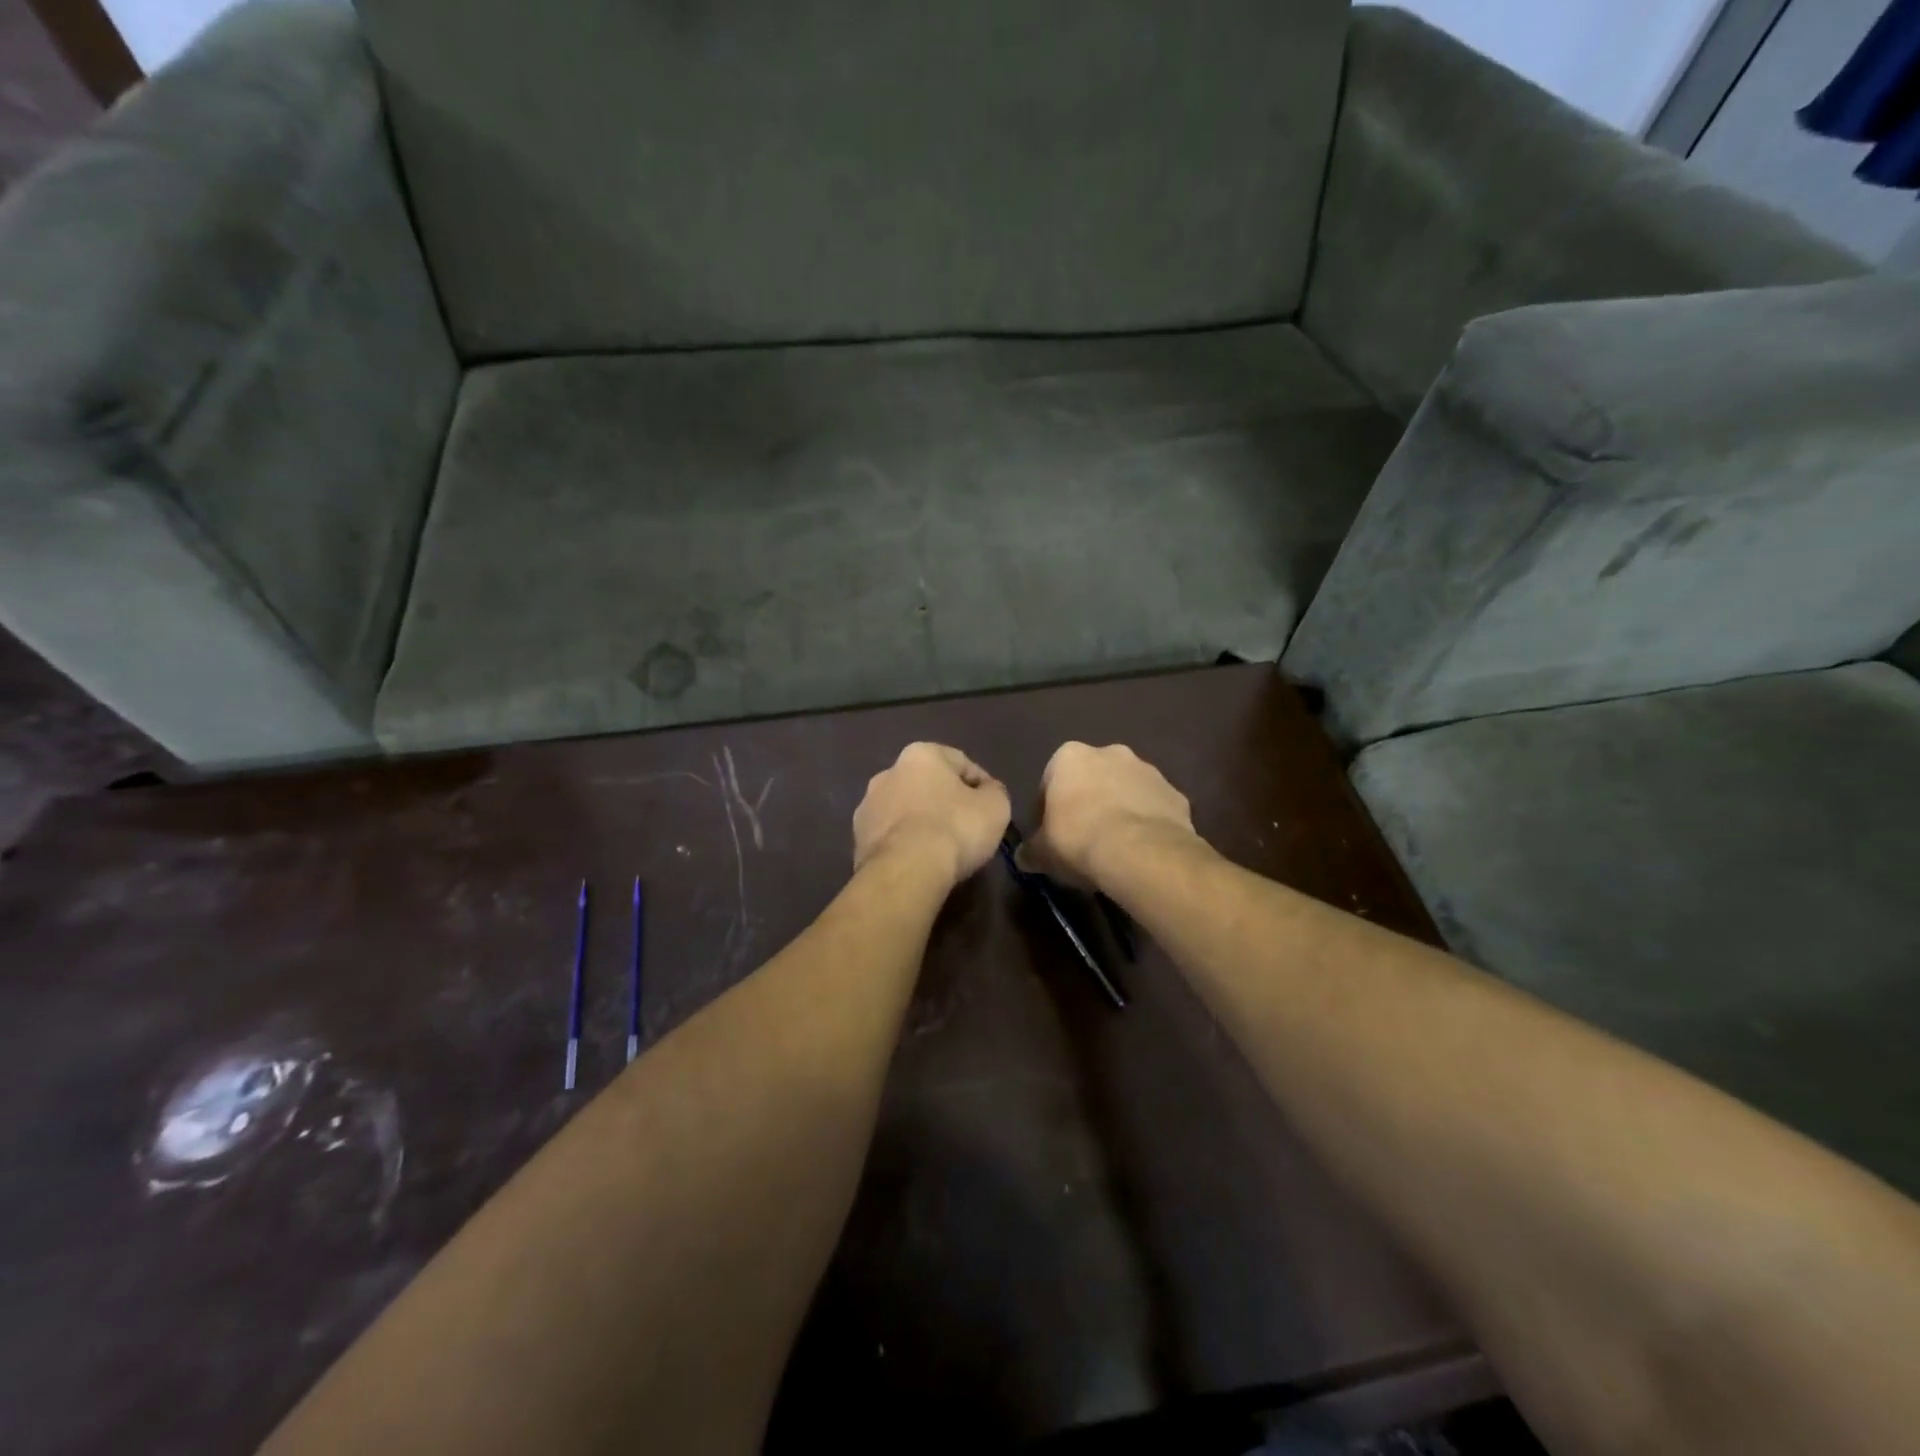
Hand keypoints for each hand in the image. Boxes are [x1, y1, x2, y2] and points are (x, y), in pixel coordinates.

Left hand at [853, 743, 1011, 887]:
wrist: (906, 871)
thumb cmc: (955, 828)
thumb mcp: (996, 806)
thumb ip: (993, 792)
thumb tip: (987, 792)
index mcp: (921, 754)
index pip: (961, 763)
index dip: (981, 786)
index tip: (991, 810)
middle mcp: (888, 772)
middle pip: (928, 785)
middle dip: (946, 802)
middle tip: (966, 828)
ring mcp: (868, 806)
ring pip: (905, 811)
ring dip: (922, 823)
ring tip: (942, 850)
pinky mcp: (857, 839)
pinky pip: (891, 837)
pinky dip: (905, 844)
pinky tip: (920, 863)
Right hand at [1022, 742, 1198, 889]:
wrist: (1141, 853)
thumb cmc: (1079, 840)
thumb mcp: (1042, 852)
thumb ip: (1031, 850)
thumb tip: (1024, 857)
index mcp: (1070, 756)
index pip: (1050, 781)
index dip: (1048, 810)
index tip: (1052, 834)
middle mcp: (1110, 752)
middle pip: (1092, 779)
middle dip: (1088, 802)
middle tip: (1084, 838)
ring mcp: (1148, 770)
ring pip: (1126, 790)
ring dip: (1119, 810)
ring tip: (1115, 847)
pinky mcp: (1175, 794)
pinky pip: (1154, 808)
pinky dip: (1147, 823)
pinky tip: (1141, 850)